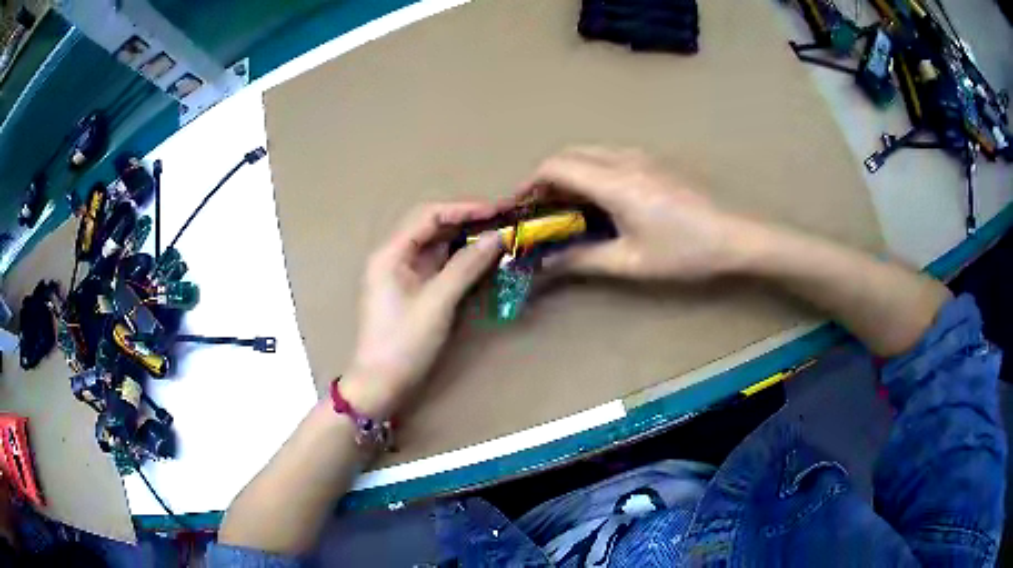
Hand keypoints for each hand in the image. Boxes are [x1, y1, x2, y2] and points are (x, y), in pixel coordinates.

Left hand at [341, 203, 502, 418]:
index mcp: (391, 253)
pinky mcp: (411, 289)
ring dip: (465, 240)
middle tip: (502, 222)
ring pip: (436, 246)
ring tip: (497, 237)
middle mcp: (394, 256)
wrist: (382, 383)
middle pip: (432, 227)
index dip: (464, 209)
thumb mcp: (438, 302)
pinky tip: (481, 259)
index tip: (497, 210)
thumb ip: (467, 266)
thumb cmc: (404, 342)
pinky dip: (459, 260)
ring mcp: (402, 273)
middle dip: (466, 222)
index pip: (429, 215)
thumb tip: (497, 237)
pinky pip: (437, 265)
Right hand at [520, 147, 745, 280]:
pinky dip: (590, 173)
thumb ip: (582, 259)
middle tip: (537, 212)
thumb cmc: (685, 252)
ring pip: (589, 154)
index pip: (555, 168)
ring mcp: (641, 156)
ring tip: (564, 208)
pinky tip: (598, 201)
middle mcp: (623, 159)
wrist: (735, 235)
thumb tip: (544, 264)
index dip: (528, 185)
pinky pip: (608, 157)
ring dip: (568, 175)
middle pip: (569, 155)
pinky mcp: (654, 162)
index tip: (516, 209)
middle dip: (545, 180)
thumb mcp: (631, 262)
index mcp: (614, 181)